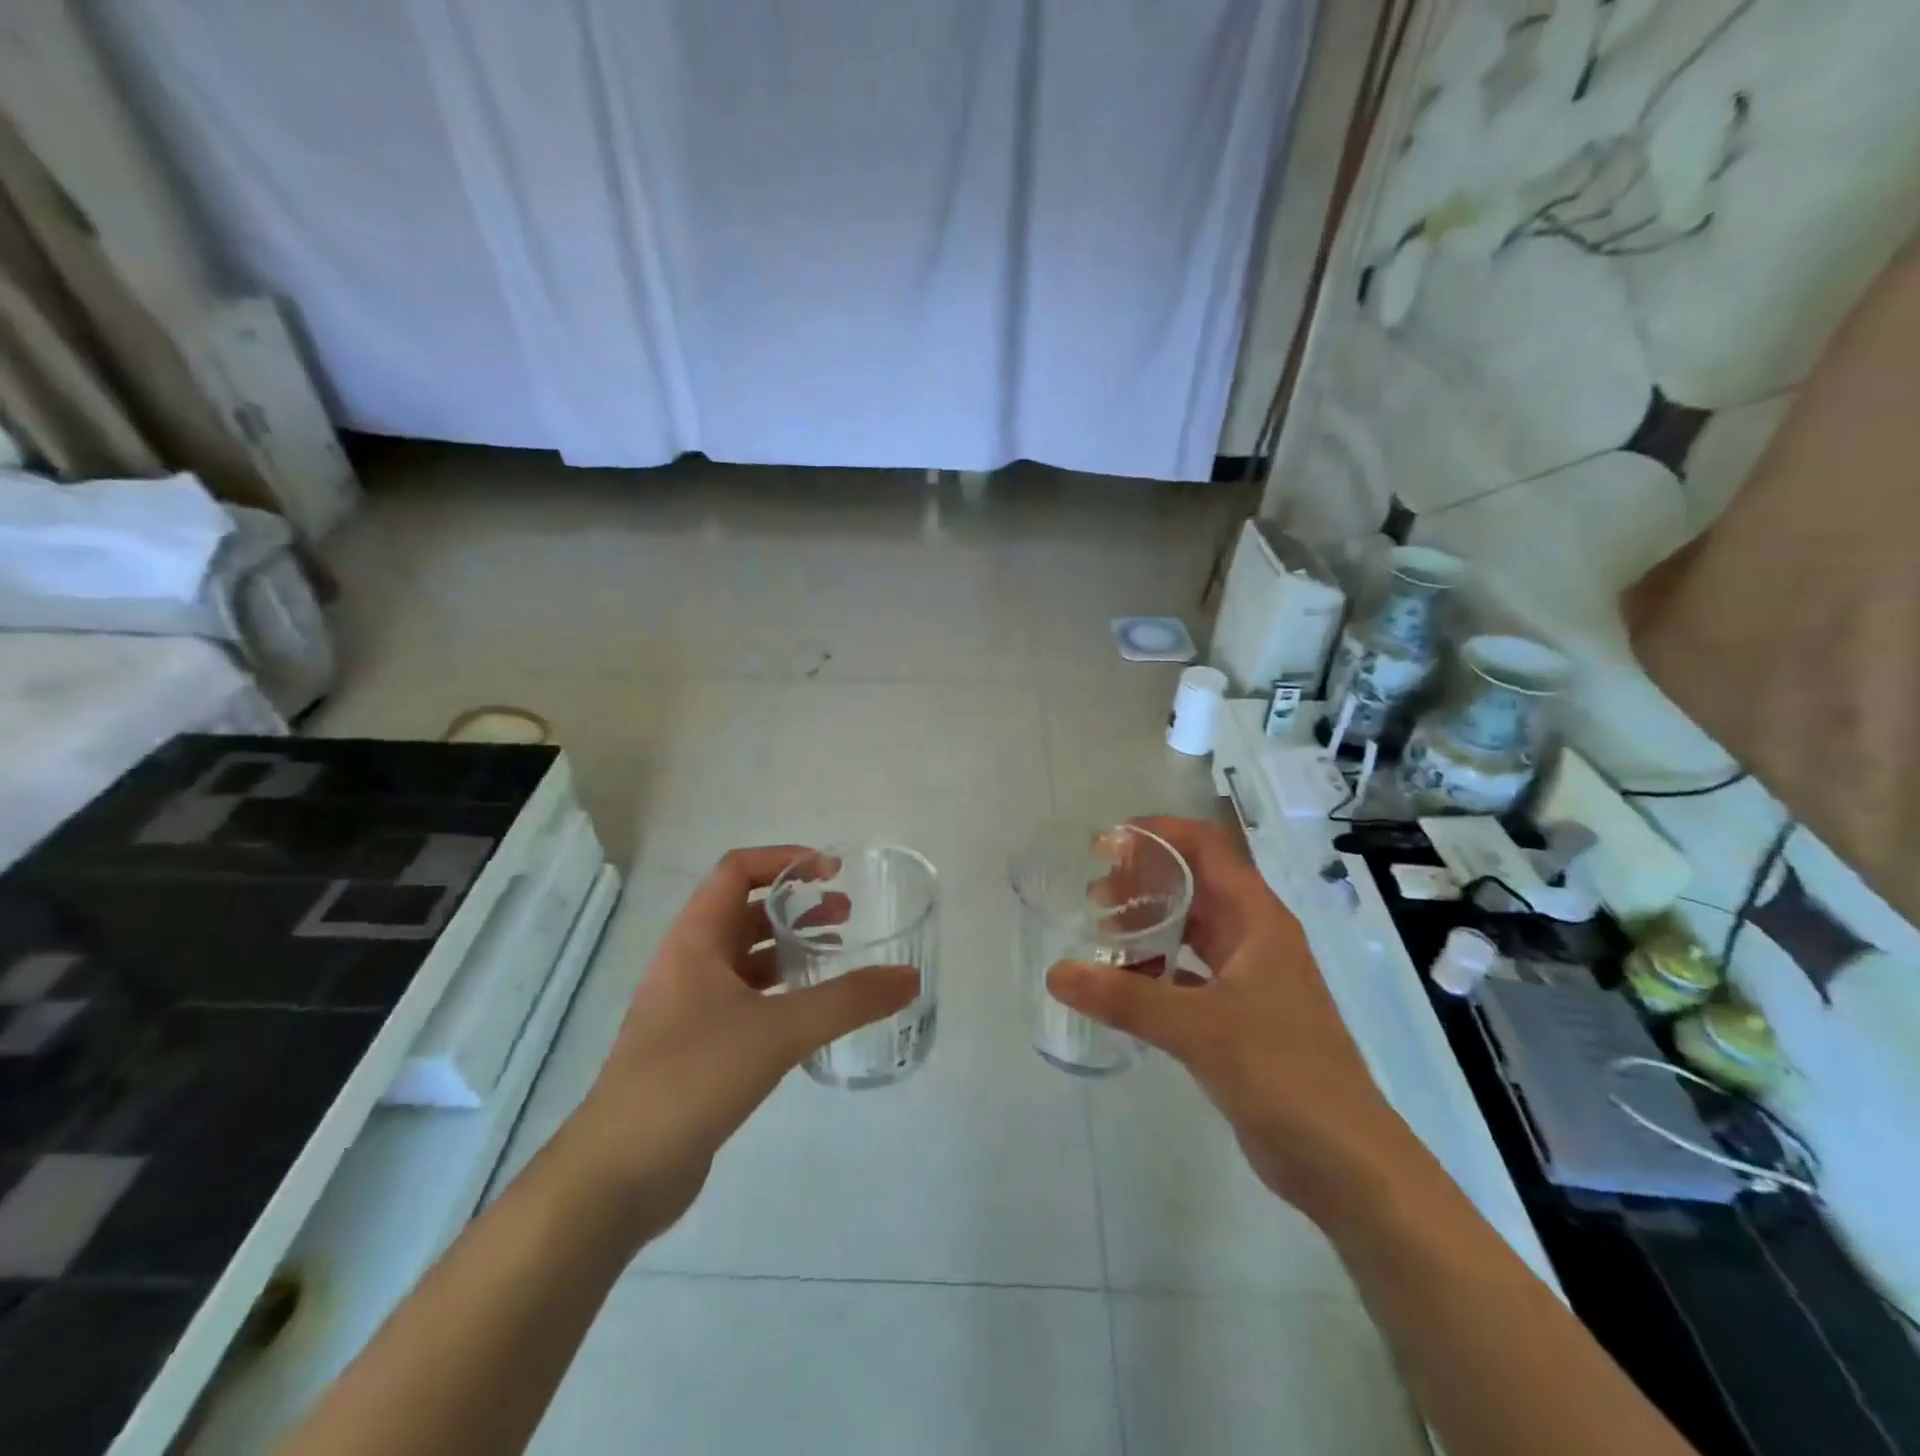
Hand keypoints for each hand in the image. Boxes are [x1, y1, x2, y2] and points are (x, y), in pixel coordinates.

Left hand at [559, 847, 918, 1243]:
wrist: (618, 1173)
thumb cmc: (693, 1077)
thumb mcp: (779, 1031)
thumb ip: (848, 1001)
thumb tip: (909, 978)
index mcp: (694, 940)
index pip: (737, 870)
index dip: (784, 859)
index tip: (832, 872)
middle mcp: (687, 964)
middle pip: (744, 912)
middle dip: (796, 906)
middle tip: (847, 915)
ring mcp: (688, 1008)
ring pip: (745, 958)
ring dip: (789, 948)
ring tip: (837, 955)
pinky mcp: (695, 1048)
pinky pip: (744, 1000)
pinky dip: (779, 992)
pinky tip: (811, 1014)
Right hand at [1047, 817, 1410, 1218]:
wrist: (1345, 1162)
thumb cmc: (1283, 1073)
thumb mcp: (1199, 1027)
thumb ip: (1126, 998)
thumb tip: (1057, 973)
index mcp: (1258, 919)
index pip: (1206, 848)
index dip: (1159, 834)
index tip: (1108, 843)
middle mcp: (1255, 938)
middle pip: (1194, 885)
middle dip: (1144, 881)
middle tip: (1093, 897)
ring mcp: (1250, 979)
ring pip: (1191, 931)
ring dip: (1148, 924)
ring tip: (1100, 934)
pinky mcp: (1239, 1017)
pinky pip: (1188, 974)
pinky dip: (1155, 969)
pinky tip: (1122, 985)